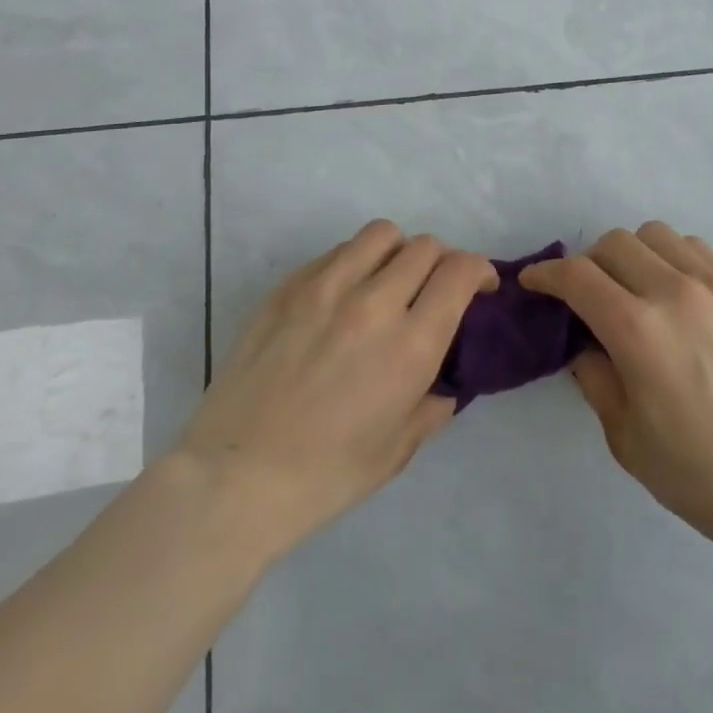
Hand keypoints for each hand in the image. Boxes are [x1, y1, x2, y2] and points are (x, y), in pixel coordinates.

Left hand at [176, 220, 496, 562]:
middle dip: (442, 262)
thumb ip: (434, 405)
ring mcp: (325, 288)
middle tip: (433, 289)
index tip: (478, 287)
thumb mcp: (398, 449)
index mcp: (409, 345)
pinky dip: (354, 263)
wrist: (234, 478)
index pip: (459, 271)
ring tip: (388, 281)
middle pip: (425, 246)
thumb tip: (446, 381)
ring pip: (381, 234)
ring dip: (398, 252)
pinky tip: (342, 296)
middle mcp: (373, 303)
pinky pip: (337, 252)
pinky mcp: (288, 287)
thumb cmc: (325, 475)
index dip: (478, 270)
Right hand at [521, 222, 712, 557]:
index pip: (577, 275)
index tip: (534, 282)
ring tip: (633, 288)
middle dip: (587, 264)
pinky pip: (694, 249)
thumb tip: (581, 340)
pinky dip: (671, 257)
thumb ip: (593, 375)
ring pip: (655, 234)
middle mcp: (674, 292)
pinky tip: (675, 292)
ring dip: (631, 253)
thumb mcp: (624, 435)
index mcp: (637, 331)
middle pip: (614, 243)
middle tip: (586, 296)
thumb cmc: (697, 473)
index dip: (546, 274)